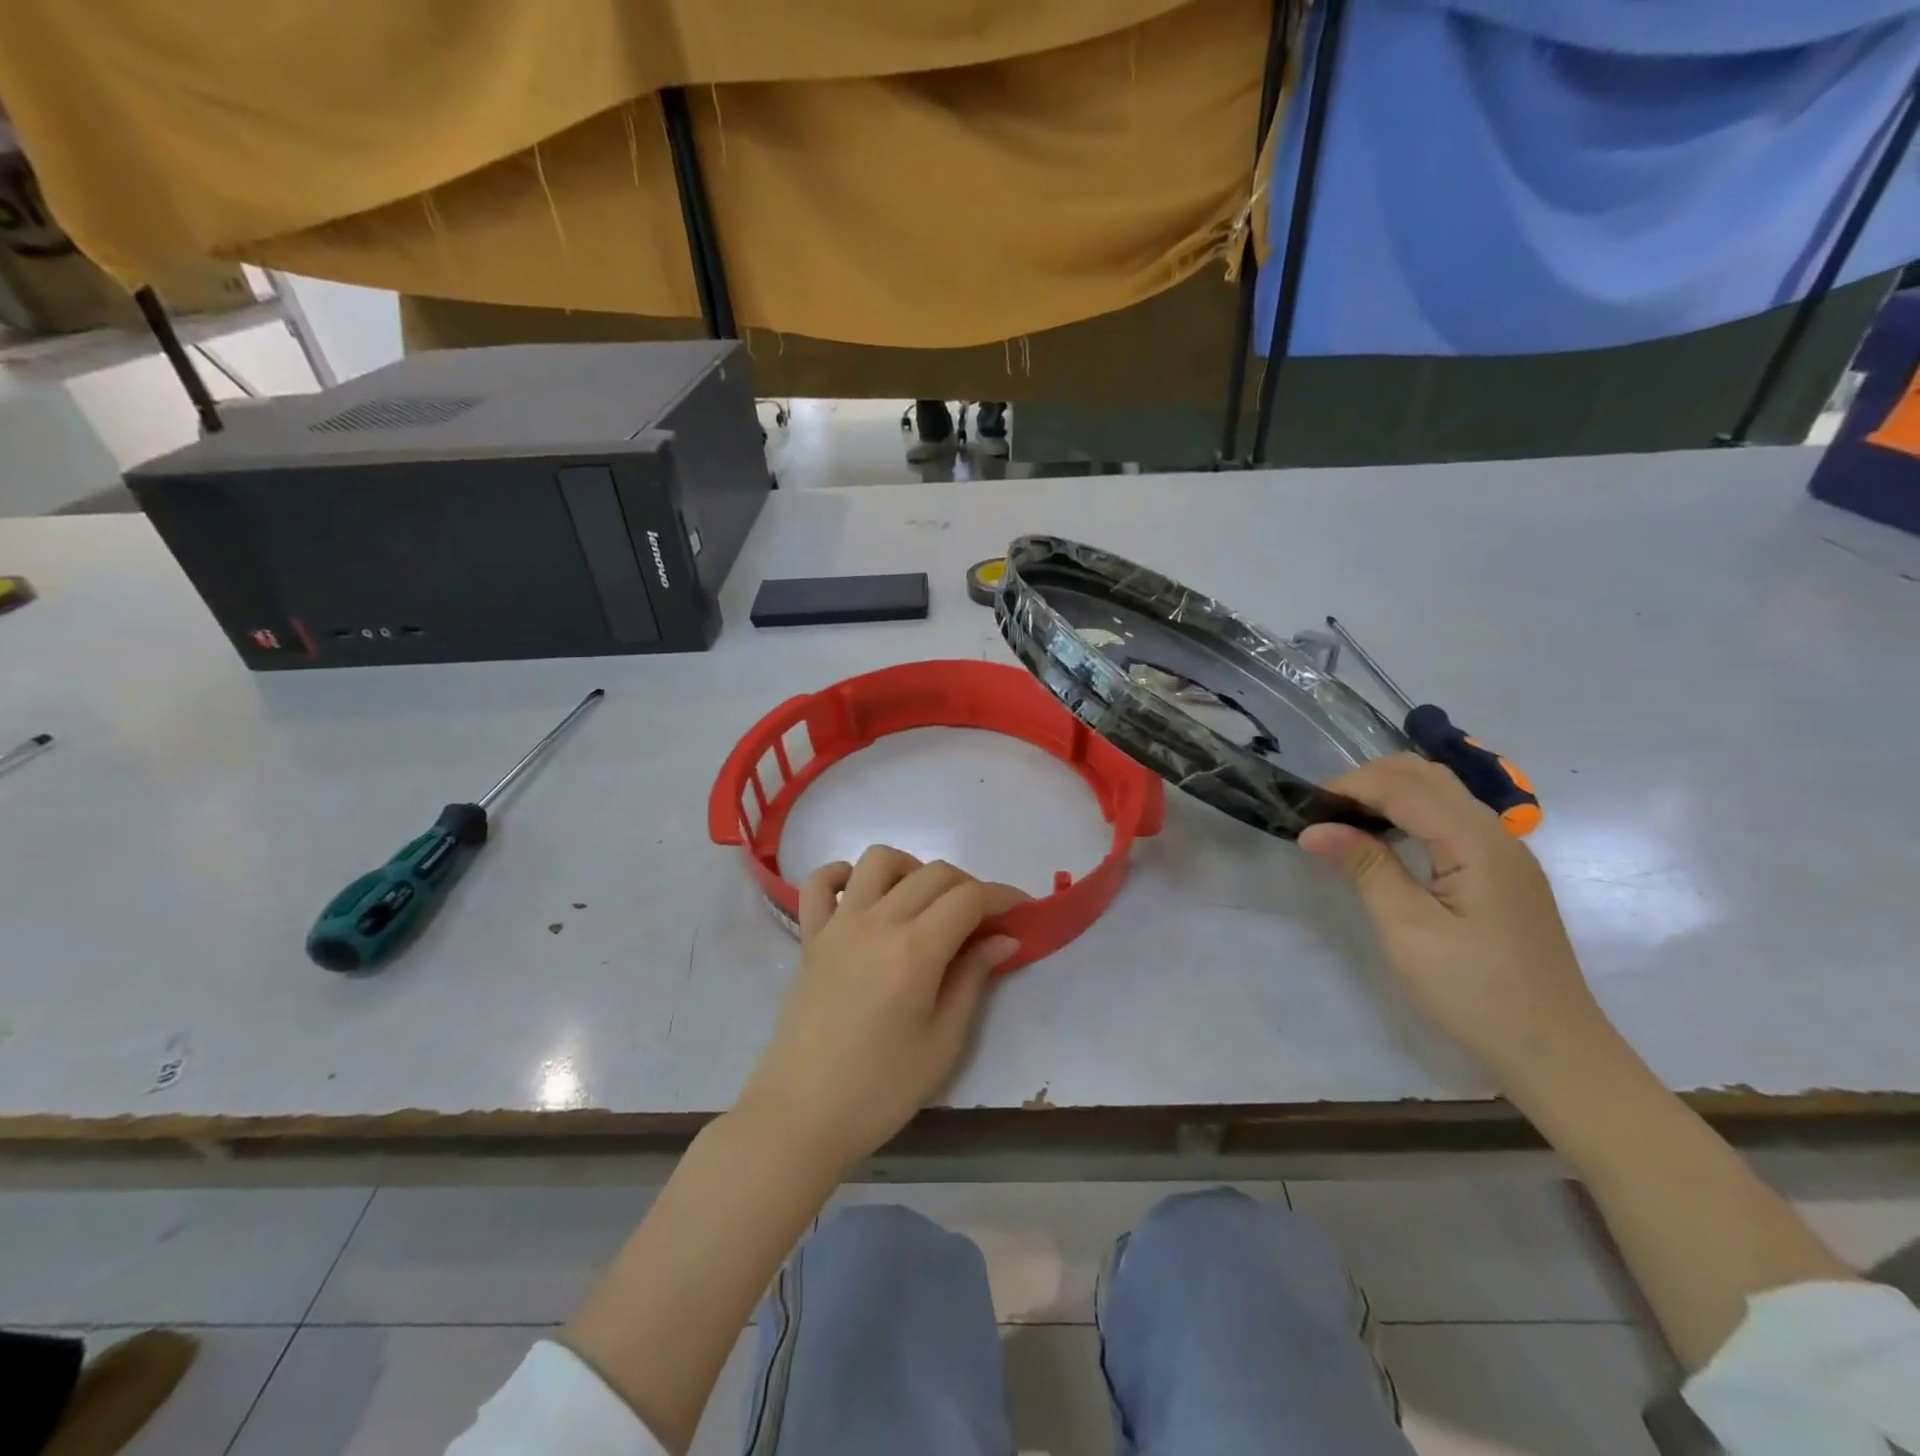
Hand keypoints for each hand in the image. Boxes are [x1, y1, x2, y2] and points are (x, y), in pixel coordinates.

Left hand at [734, 846, 1025, 1171]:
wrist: (800, 1116)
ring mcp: (837, 924)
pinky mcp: (810, 937)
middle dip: (969, 886)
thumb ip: (972, 980)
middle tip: (983, 921)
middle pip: (933, 873)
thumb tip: (1002, 938)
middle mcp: (876, 921)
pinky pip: (819, 883)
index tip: (1022, 909)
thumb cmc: (880, 1090)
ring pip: (879, 860)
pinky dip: (843, 876)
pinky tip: (861, 898)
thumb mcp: (942, 1043)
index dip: (1003, 896)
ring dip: (912, 870)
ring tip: (925, 904)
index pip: (969, 898)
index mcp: (914, 949)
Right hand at [1299, 754, 1613, 1088]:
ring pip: (1441, 792)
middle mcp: (1496, 834)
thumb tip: (1314, 829)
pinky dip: (1410, 813)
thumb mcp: (1407, 930)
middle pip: (1426, 775)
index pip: (1404, 786)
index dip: (1351, 785)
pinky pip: (1451, 818)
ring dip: (1389, 793)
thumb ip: (1365, 867)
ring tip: (1346, 822)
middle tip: (1324, 812)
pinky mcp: (1502, 872)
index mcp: (1476, 843)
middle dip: (1369, 780)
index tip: (1305, 805)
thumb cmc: (1474, 992)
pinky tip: (1386, 841)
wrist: (1554, 1051)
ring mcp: (1505, 852)